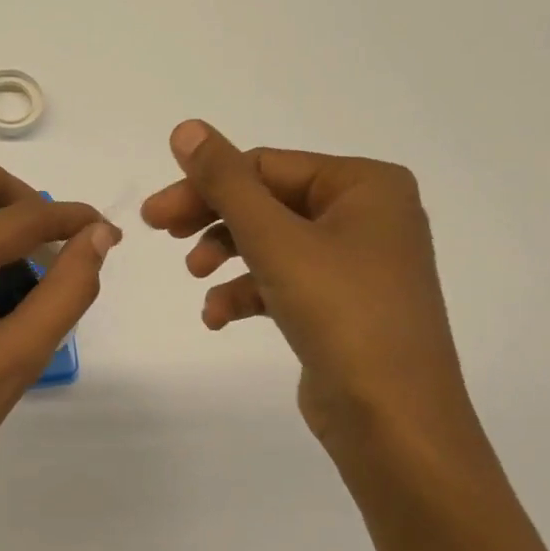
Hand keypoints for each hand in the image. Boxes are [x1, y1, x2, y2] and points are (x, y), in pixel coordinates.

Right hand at [141, 120, 473, 454]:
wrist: (395, 422)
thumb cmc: (341, 314)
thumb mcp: (275, 240)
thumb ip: (226, 181)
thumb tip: (186, 127)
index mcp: (365, 185)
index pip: (266, 166)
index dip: (205, 185)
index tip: (154, 214)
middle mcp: (367, 215)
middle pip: (267, 201)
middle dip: (213, 219)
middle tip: (161, 232)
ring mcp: (357, 262)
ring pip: (272, 241)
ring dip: (226, 256)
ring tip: (196, 278)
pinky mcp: (342, 304)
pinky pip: (284, 280)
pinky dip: (247, 293)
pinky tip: (217, 317)